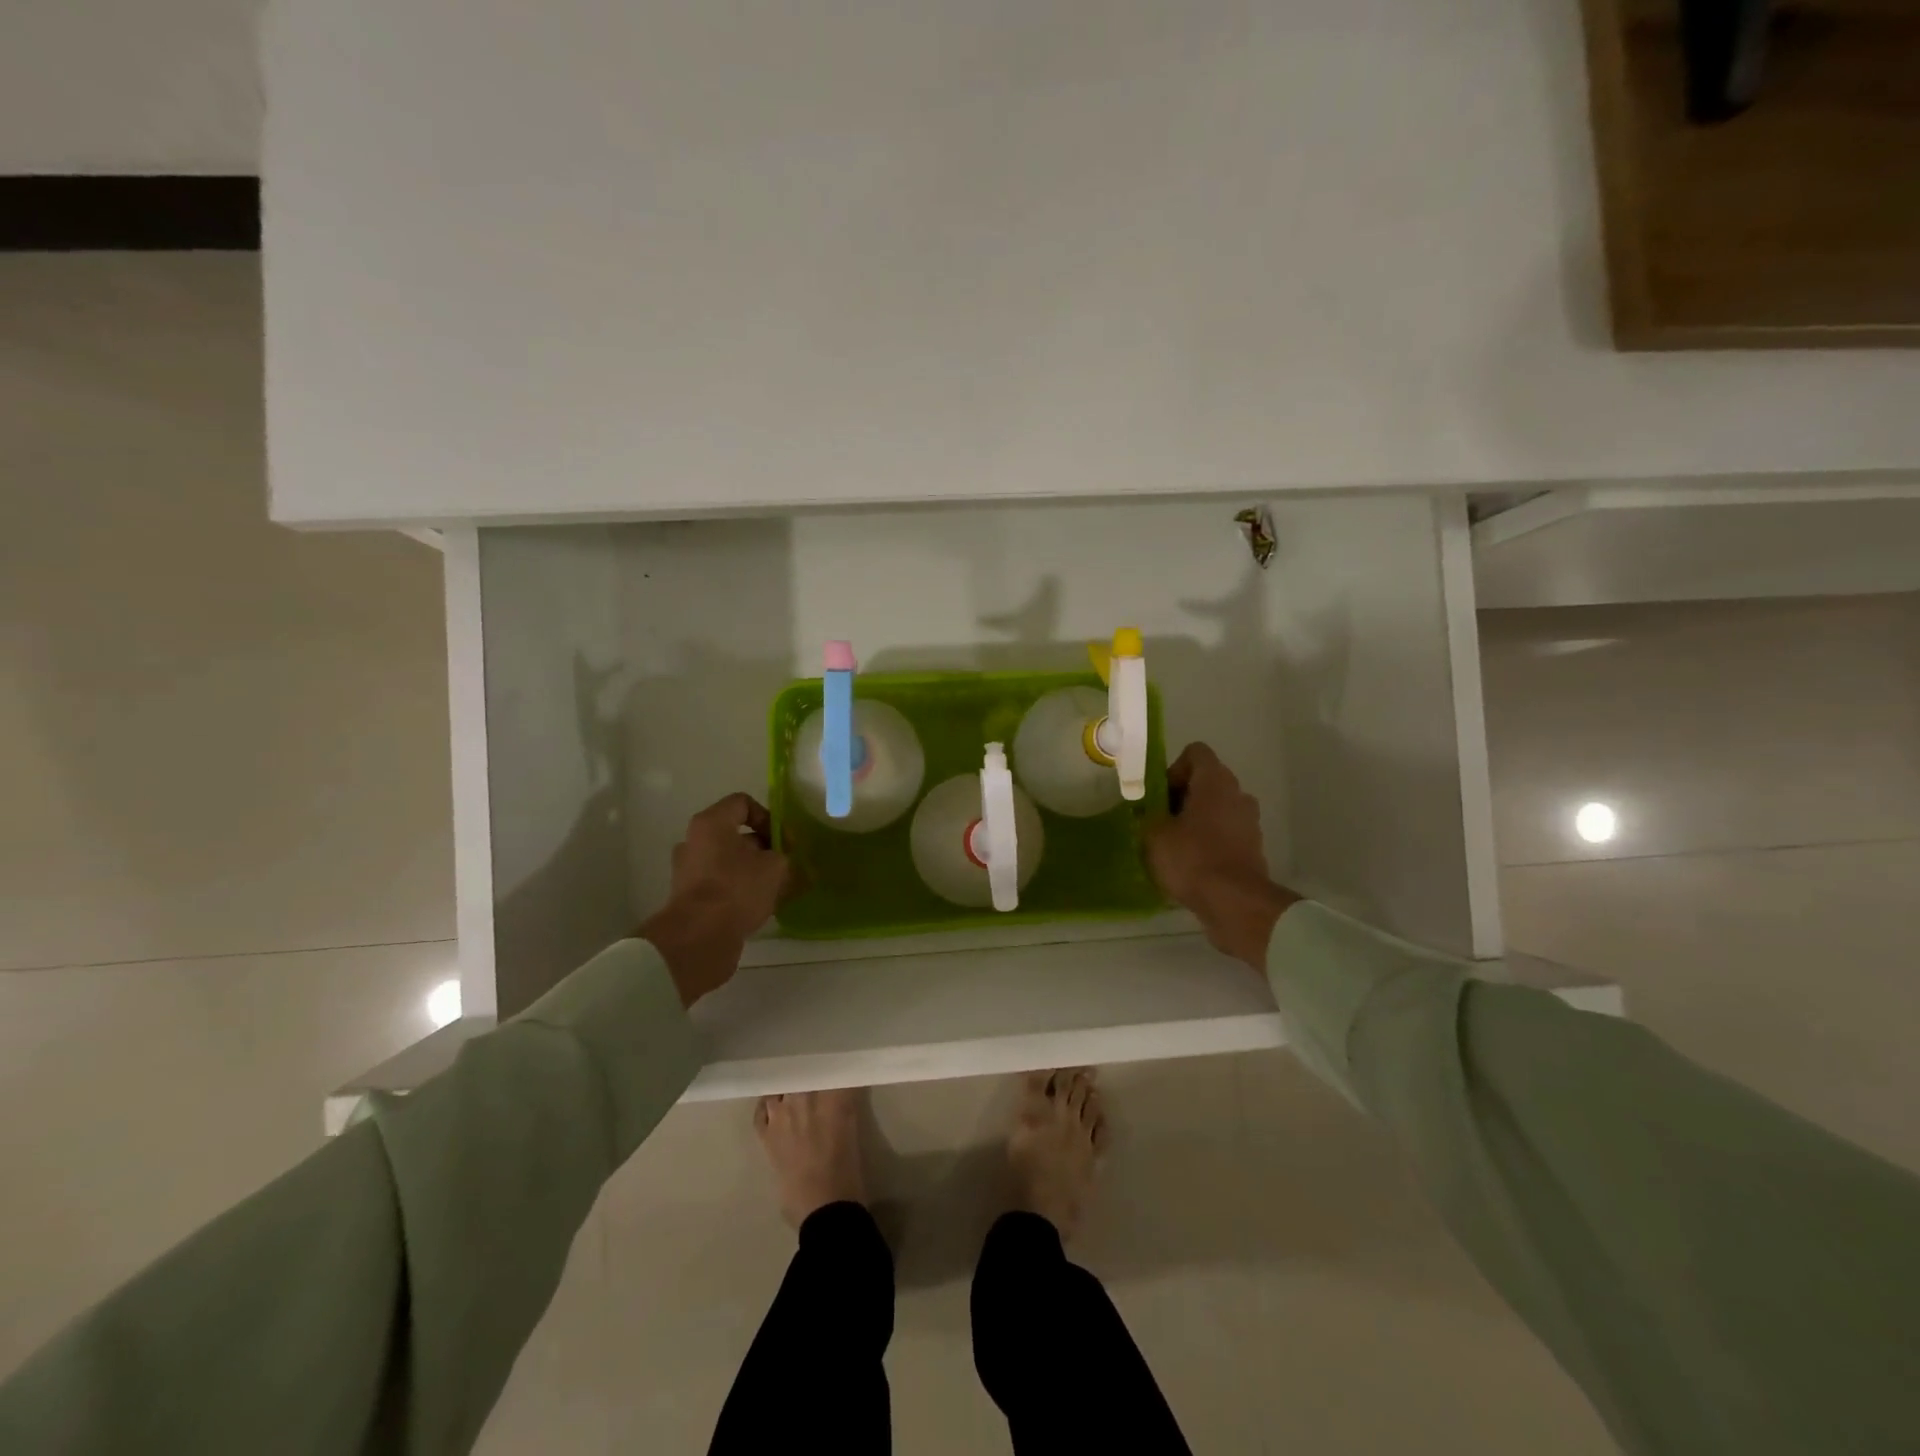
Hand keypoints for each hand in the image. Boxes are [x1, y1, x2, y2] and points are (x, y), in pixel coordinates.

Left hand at [641, 793, 792, 1006]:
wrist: (698, 938)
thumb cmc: (737, 889)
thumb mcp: (776, 867)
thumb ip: (784, 856)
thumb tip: (784, 861)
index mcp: (711, 823)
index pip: (743, 803)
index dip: (768, 817)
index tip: (782, 840)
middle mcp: (694, 841)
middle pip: (736, 835)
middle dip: (764, 849)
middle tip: (784, 866)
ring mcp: (688, 870)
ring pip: (729, 862)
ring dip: (753, 871)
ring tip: (776, 890)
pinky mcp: (688, 897)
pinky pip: (720, 884)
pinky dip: (739, 890)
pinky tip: (760, 906)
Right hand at [1144, 743, 1299, 970]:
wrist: (1234, 903)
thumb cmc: (1192, 858)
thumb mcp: (1154, 834)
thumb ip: (1148, 815)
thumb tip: (1149, 812)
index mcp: (1216, 781)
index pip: (1195, 753)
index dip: (1173, 768)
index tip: (1160, 796)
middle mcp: (1238, 794)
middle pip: (1205, 781)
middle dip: (1180, 797)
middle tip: (1159, 821)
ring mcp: (1249, 822)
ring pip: (1216, 809)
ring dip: (1195, 821)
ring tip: (1173, 846)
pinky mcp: (1252, 849)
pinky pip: (1225, 834)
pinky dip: (1208, 842)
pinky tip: (1190, 865)